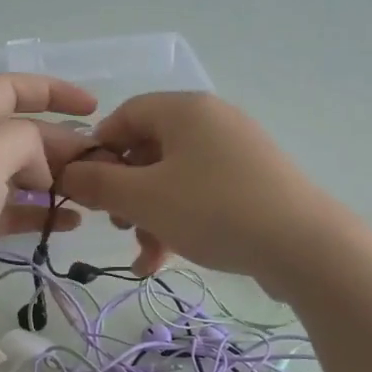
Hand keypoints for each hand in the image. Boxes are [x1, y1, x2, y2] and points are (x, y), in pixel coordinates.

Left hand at [0, 74, 95, 335]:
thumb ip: (24, 140)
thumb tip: (41, 166)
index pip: (9, 88)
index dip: (52, 90)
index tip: (94, 107)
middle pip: (20, 133)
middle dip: (61, 142)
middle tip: (99, 165)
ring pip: (21, 173)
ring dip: (57, 179)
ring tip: (92, 194)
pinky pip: (14, 211)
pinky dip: (43, 213)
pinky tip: (71, 224)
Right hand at [56, 92, 345, 290]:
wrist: (304, 246)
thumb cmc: (213, 210)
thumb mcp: (144, 199)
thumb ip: (99, 184)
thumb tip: (66, 173)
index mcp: (185, 110)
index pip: (126, 114)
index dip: (98, 149)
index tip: (85, 186)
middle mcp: (212, 122)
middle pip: (150, 149)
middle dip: (125, 192)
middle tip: (115, 224)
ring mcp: (237, 153)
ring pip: (174, 179)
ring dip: (150, 216)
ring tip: (144, 255)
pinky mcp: (254, 183)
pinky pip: (202, 195)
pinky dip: (179, 221)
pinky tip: (165, 261)